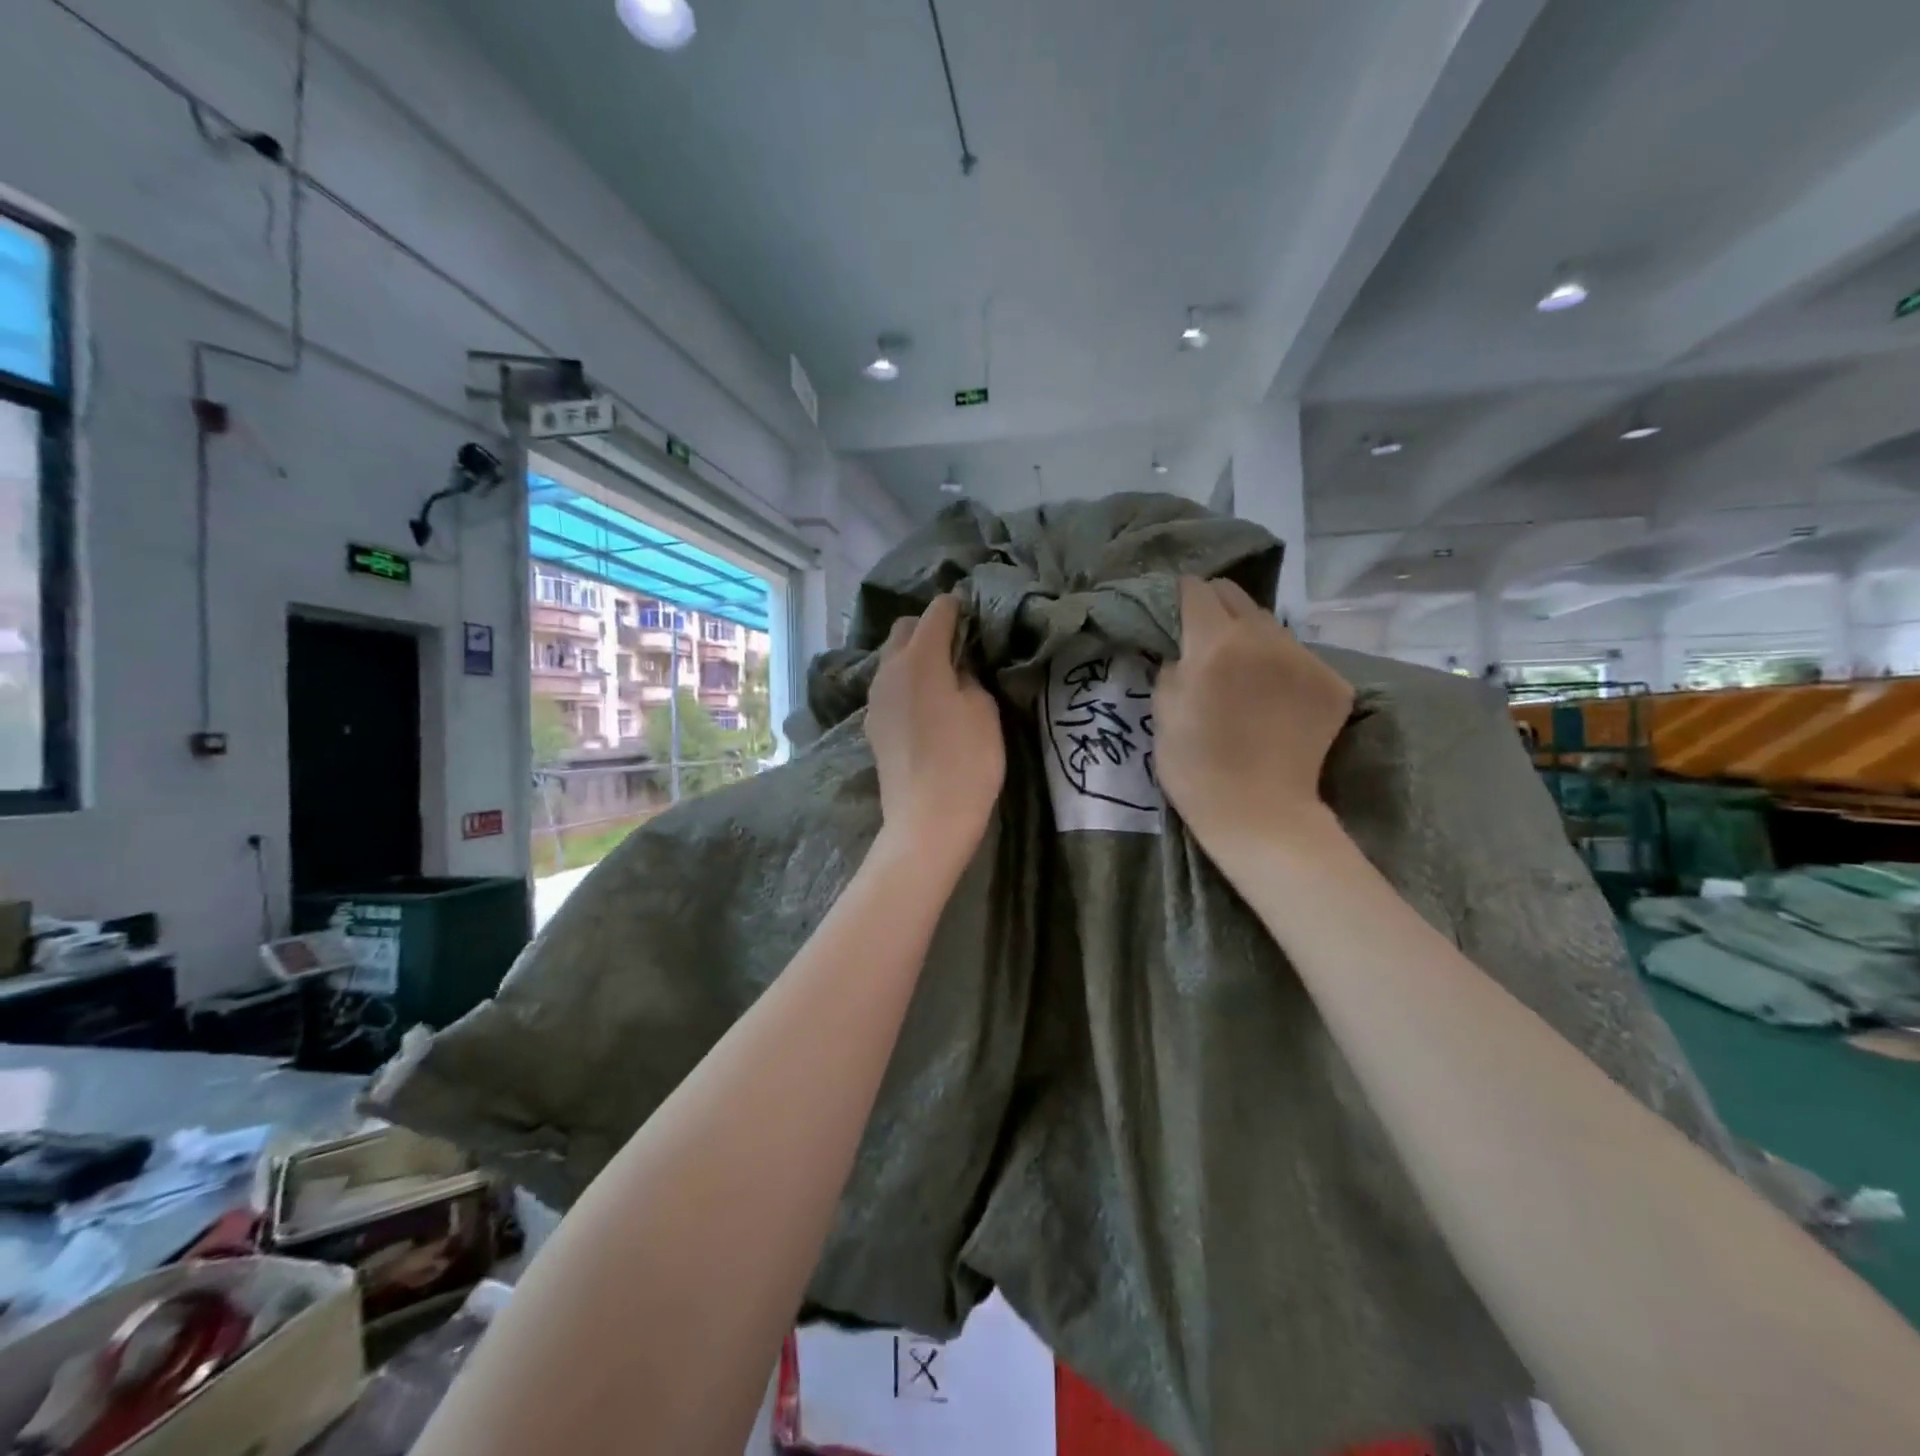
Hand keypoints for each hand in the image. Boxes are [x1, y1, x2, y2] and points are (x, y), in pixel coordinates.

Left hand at [865, 595, 1004, 873]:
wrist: (927, 820)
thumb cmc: (966, 761)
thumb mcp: (983, 710)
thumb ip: (968, 676)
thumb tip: (955, 668)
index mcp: (919, 658)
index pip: (936, 611)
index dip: (958, 608)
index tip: (976, 617)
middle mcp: (888, 670)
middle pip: (904, 630)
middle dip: (929, 628)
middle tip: (960, 648)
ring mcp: (875, 699)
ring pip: (892, 660)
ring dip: (915, 658)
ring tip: (944, 677)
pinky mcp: (872, 726)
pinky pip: (889, 689)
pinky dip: (906, 685)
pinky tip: (926, 707)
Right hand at [1153, 576, 1353, 855]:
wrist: (1259, 813)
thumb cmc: (1195, 766)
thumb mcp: (1161, 711)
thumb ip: (1172, 665)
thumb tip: (1185, 649)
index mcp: (1215, 643)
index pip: (1197, 590)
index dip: (1181, 596)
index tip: (1175, 611)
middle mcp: (1265, 638)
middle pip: (1237, 596)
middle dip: (1216, 608)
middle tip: (1205, 638)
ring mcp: (1305, 659)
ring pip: (1271, 626)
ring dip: (1251, 638)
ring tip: (1242, 672)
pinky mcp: (1333, 683)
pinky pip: (1299, 658)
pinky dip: (1281, 669)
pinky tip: (1273, 701)